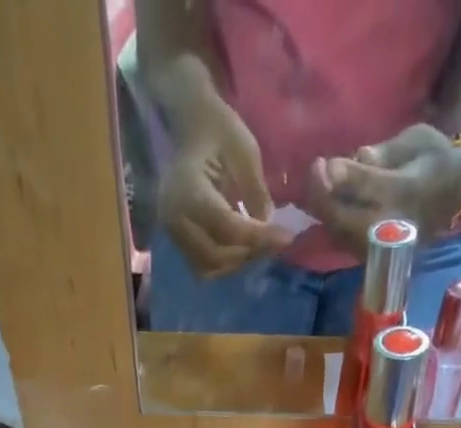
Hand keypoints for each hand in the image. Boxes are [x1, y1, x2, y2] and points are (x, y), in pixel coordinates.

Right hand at [158, 93, 292, 278]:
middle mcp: (175, 218)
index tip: (287, 238)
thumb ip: (256, 192)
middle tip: (275, 242)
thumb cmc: (218, 130)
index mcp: (188, 190)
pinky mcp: (178, 242)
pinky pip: (203, 266)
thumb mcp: (245, 152)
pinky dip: (225, 264)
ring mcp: (172, 233)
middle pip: (216, 256)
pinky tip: (242, 248)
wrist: (191, 127)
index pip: (227, 228)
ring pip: (208, 267)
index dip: (259, 238)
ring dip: (237, 263)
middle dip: (248, 253)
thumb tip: (268, 227)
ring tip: (258, 245)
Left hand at [306, 124, 460, 253]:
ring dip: (324, 209)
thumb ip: (386, 152)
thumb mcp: (417, 142)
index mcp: (405, 193)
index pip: (366, 189)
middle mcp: (390, 224)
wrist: (455, 193)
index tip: (324, 162)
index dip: (341, 177)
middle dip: (322, 197)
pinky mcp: (375, 253)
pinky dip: (331, 220)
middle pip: (344, 219)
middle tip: (317, 169)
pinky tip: (328, 199)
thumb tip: (358, 155)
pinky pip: (344, 240)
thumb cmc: (435, 160)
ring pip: (340, 233)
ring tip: (319, 182)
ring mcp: (381, 244)